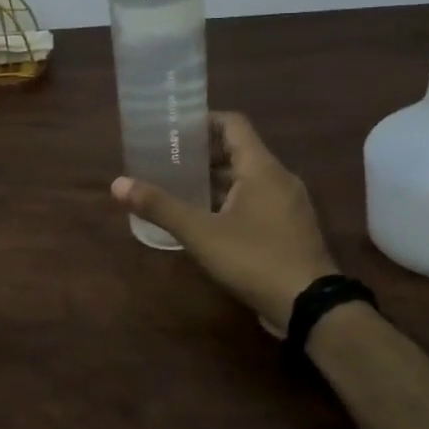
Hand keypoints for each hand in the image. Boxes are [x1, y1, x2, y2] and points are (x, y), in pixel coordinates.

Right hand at [110, 112, 336, 335]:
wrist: (311, 307)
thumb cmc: (254, 258)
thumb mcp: (200, 232)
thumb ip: (159, 206)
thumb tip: (117, 184)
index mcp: (262, 168)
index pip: (233, 124)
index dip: (203, 120)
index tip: (173, 128)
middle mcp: (279, 179)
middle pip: (238, 151)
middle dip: (202, 153)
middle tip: (167, 159)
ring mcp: (288, 205)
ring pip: (247, 179)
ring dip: (215, 179)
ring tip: (179, 187)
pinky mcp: (290, 228)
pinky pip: (256, 200)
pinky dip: (230, 200)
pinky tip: (206, 218)